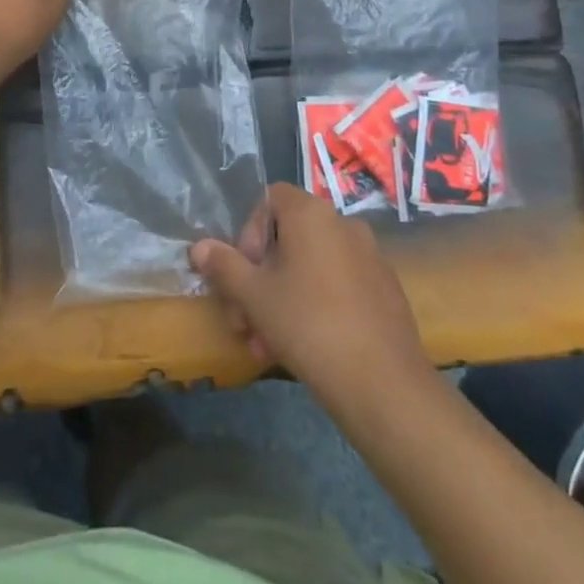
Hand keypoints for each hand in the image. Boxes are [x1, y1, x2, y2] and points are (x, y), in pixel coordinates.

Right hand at [190, 184, 431, 410]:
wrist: (383, 383)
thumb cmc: (308, 325)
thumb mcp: (254, 296)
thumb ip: (224, 266)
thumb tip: (199, 247)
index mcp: (312, 213)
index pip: (270, 199)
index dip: (248, 233)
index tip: (242, 274)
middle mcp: (343, 223)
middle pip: (287, 239)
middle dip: (259, 278)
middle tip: (243, 322)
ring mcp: (370, 256)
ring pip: (310, 267)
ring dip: (281, 298)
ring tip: (266, 346)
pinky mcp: (385, 289)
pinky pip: (338, 284)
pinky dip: (315, 305)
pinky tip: (304, 347)